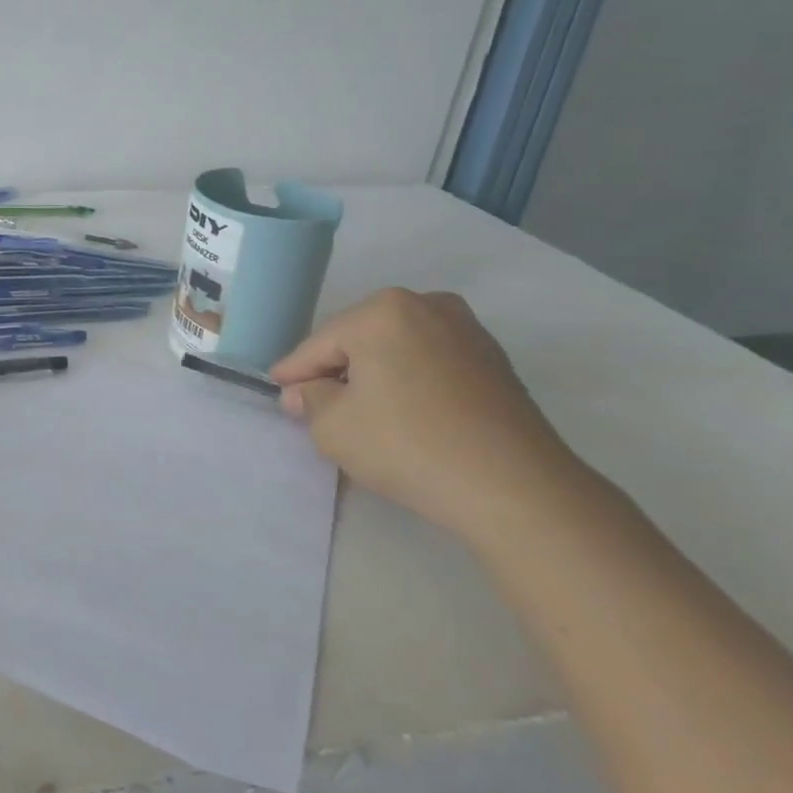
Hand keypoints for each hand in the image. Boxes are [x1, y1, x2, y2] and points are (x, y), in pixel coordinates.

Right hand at [271, 288, 579, 537]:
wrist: (515, 487)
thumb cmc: (409, 446)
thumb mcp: (333, 427)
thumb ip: (310, 400)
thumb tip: (307, 391)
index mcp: (382, 311)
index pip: (320, 344)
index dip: (294, 371)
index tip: (277, 389)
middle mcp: (426, 305)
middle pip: (359, 340)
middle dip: (335, 370)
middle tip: (316, 404)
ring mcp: (467, 329)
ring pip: (397, 349)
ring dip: (374, 375)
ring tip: (360, 412)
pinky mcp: (493, 360)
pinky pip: (430, 362)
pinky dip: (409, 381)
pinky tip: (404, 414)